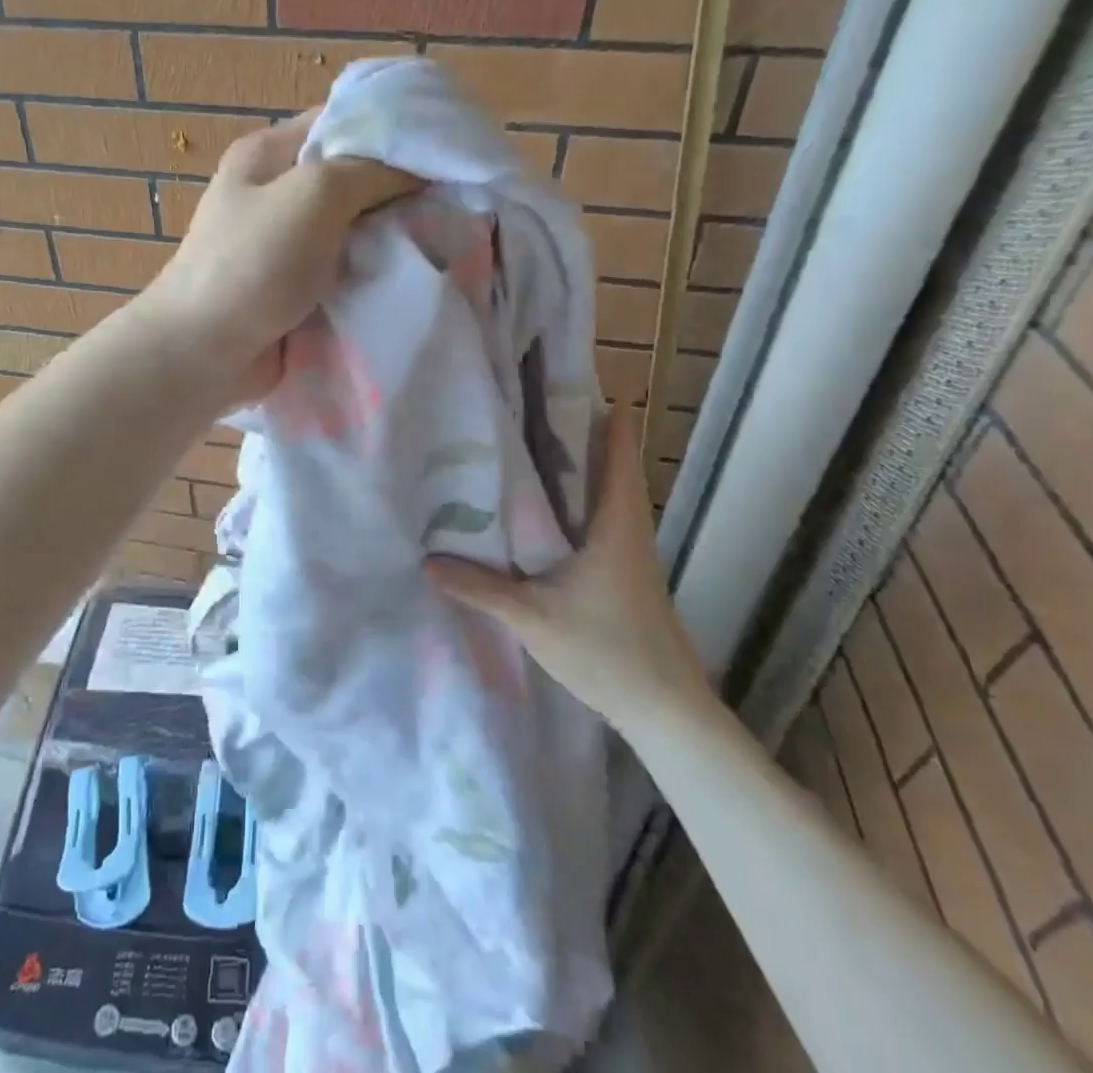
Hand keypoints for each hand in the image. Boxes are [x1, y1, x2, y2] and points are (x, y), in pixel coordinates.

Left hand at [135, 109, 418, 403]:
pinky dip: (375, 272)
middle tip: (452, 201)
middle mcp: (278, 192)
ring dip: (391, 235)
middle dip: (399, 189)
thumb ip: (369, 171)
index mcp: (270, 154)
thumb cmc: (253, 263)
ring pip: (354, 227)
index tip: (443, 148)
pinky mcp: (298, 287)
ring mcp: (288, 244)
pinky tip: (412, 274)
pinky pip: (347, 269)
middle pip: (352, 177)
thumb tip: (417, 169)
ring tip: (443, 238)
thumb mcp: (313, 195)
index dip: (392, 128)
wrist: (204, 354)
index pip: (341, 120)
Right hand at [426, 408, 715, 734]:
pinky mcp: (626, 572)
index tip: (566, 382)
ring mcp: (631, 550)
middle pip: (609, 462)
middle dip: (574, 433)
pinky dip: (575, 502)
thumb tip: (428, 562)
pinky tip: (541, 515)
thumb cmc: (605, 649)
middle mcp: (629, 525)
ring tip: (525, 451)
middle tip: (525, 410)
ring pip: (604, 491)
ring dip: (575, 468)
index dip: (600, 411)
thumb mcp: (531, 616)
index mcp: (616, 520)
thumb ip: (479, 588)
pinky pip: (600, 519)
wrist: (664, 709)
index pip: (616, 448)